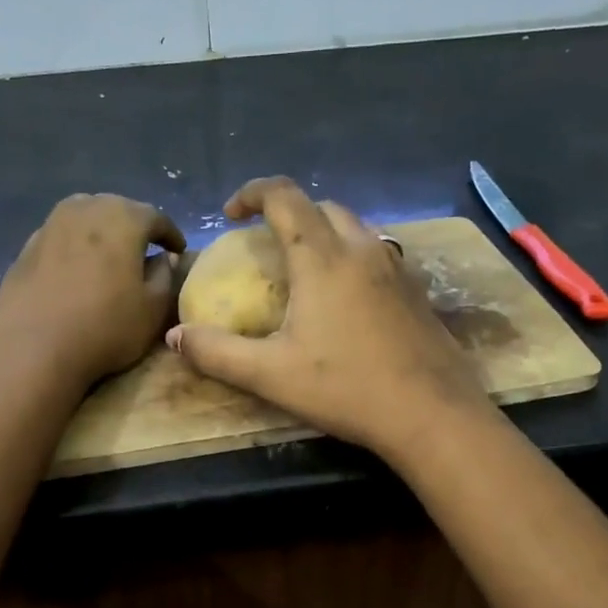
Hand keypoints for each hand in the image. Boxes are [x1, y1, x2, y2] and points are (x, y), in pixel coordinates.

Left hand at [0, 193, 184, 392]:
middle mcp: (86, 210)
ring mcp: (51, 225)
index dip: (171, 234)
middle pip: (117, 208)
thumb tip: (162, 260)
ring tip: (110, 254)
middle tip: (145, 249)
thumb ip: (165, 277)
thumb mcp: (153, 310)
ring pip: (85, 216)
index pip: (155, 217)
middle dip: (135, 226)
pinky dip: (75, 245)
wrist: (33, 349)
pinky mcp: (26, 247)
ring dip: (102, 231)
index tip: (178, 250)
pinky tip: (77, 269)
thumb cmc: (105, 328)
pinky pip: (61, 236)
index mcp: (123, 219)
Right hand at [166, 177, 489, 458]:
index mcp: (322, 258)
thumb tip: (175, 336)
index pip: (284, 197)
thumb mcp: (270, 375)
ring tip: (304, 266)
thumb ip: (217, 352)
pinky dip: (351, 255)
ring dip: (323, 231)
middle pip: (321, 206)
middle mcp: (362, 250)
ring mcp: (396, 268)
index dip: (252, 193)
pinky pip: (378, 253)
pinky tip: (346, 296)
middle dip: (288, 212)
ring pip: (355, 227)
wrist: (431, 413)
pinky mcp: (417, 291)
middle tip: (265, 243)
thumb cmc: (347, 389)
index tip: (230, 213)